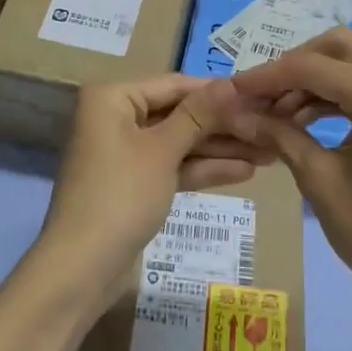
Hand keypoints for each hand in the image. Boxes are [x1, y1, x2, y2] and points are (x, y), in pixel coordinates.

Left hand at [38, 75, 270, 299]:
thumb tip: (230, 83)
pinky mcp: (135, 183)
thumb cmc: (120, 195)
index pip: (174, 85)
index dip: (218, 93)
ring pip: (179, 143)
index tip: (259, 97)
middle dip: (223, 125)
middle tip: (269, 128)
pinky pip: (172, 167)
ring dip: (220, 148)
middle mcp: (116, 118)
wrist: (82, 267)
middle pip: (179, 114)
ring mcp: (125, 152)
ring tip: (268, 152)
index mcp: (112, 98)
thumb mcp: (162, 151)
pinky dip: (202, 169)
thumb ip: (198, 115)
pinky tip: (244, 171)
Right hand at [231, 29, 351, 314]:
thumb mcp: (317, 178)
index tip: (233, 89)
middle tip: (260, 95)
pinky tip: (305, 119)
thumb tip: (235, 111)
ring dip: (315, 79)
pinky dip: (337, 94)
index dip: (267, 75)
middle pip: (339, 47)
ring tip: (276, 112)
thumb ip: (277, 134)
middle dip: (295, 65)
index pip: (313, 66)